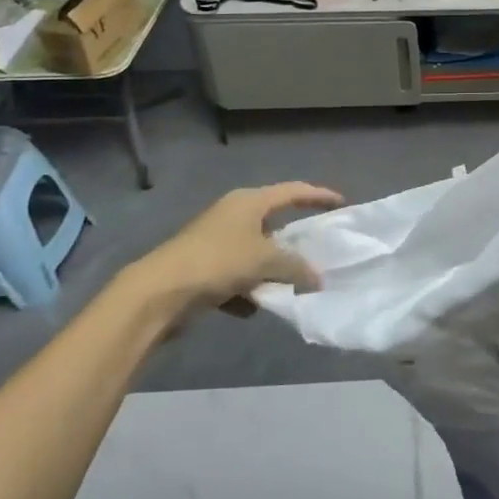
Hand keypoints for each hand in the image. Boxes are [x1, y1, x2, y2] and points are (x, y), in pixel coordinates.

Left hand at [120, 182, 342, 325]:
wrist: (157, 293)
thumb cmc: (217, 262)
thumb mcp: (265, 260)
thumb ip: (297, 267)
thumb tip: (318, 278)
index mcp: (249, 201)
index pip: (293, 191)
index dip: (319, 195)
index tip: (341, 203)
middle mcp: (232, 215)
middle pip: (273, 222)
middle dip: (294, 239)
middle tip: (319, 248)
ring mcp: (215, 241)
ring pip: (255, 252)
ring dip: (271, 269)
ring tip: (291, 285)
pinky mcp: (202, 268)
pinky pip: (236, 276)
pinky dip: (247, 290)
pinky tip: (254, 307)